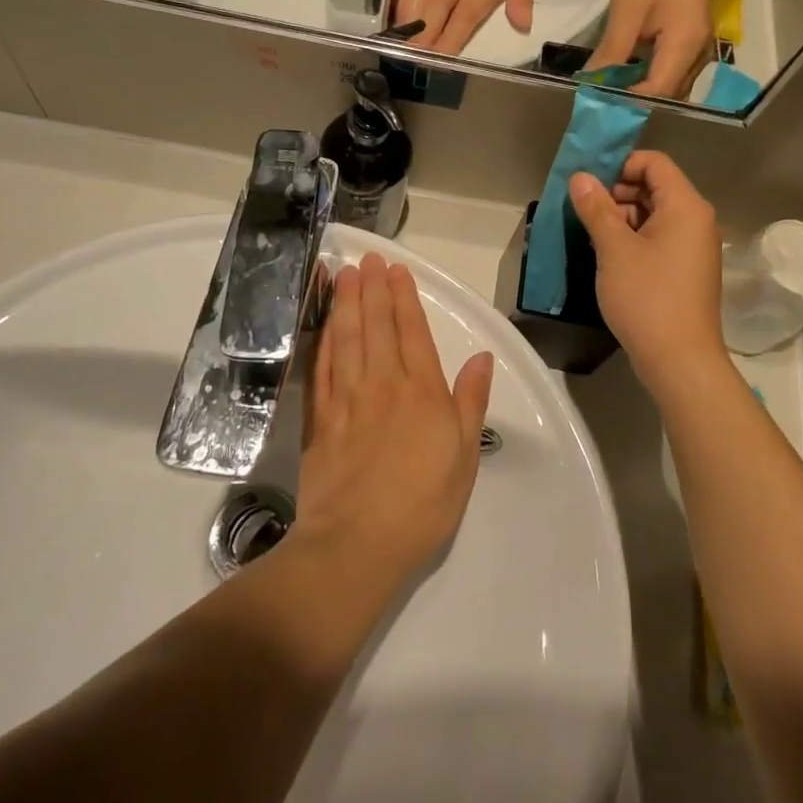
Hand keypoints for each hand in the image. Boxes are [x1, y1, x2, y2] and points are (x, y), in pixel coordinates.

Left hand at [294, 255, 494, 584]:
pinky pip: (322, 367)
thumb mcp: (464, 457)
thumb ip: (470, 402)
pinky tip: (324, 324)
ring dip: (345, 303)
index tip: (397, 270)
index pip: (412, 332)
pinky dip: (323, 340)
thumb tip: (481, 358)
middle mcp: (383, 384)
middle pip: (376, 326)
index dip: (404, 298)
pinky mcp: (320, 418)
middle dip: (372, 288)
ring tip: (344, 275)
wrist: (357, 544)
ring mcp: (347, 399)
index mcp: (422, 392)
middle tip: (366, 258)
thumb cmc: (421, 504)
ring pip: (346, 338)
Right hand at [396, 0, 535, 53]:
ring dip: (404, 32)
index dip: (445, 50)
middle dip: (419, 48)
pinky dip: (396, 8)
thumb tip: (522, 26)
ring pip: (409, 10)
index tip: (438, 65)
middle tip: (414, 63)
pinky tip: (393, 20)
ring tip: (399, 49)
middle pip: (427, 25)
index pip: (458, 29)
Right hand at [568, 152, 726, 390]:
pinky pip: (659, 238)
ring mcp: (694, 247)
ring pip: (654, 214)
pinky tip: (608, 256)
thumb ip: (596, 208)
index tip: (589, 185)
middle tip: (585, 211)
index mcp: (686, 206)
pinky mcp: (687, 270)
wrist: (680, 361)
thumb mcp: (614, 249)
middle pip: (655, 187)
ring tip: (591, 235)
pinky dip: (634, 239)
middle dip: (617, 192)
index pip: (654, 163)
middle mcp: (696, 220)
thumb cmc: (647, 297)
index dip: (620, 165)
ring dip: (622, 217)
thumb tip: (580, 177)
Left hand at [589, 0, 715, 98]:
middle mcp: (698, 57)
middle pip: (666, 95)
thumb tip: (591, 82)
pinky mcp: (692, 43)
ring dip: (640, 89)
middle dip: (633, 101)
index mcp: (684, 48)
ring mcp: (698, 50)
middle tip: (600, 99)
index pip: (656, 93)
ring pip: (669, 85)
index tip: (598, 103)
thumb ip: (612, 51)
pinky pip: (670, 70)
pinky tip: (625, 70)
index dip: (628, 103)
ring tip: (608, 89)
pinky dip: (648, 75)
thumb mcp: (627, 11)